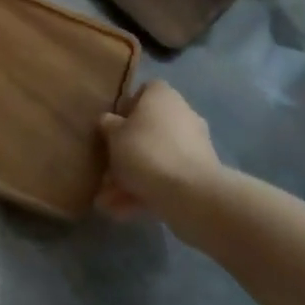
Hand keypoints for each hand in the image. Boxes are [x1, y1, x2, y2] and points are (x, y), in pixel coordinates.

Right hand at [96, 81, 224, 229]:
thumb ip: (109, 126)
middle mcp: (181, 114)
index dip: (126, 109)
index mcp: (163, 96)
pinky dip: (146, 192)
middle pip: (149, 129)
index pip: (144, 92)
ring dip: (132, 178)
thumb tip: (109, 121)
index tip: (111, 129)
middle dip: (126, 152)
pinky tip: (122, 212)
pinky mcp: (199, 174)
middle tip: (105, 171)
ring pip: (155, 158)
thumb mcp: (114, 136)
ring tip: (107, 202)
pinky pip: (167, 178)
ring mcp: (193, 145)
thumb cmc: (146, 152)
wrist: (190, 193)